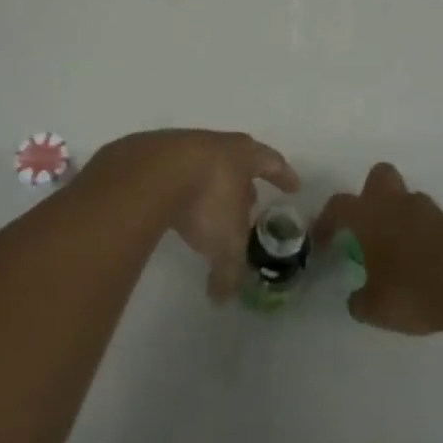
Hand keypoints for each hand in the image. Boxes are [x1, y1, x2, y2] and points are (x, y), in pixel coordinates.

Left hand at [88, 130, 299, 300]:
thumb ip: (229, 271)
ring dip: (209, 186)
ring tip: (207, 209)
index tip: (293, 186)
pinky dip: (179, 189)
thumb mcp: (225, 243)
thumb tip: (222, 299)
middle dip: (244, 183)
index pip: (272, 162)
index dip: (284, 175)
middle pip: (237, 160)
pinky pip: (174, 172)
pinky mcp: (152, 154)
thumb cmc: (205, 200)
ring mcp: (182, 144)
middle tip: (248, 203)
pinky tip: (173, 206)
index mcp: (244, 156)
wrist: (149, 173)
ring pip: (204, 165)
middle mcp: (216, 144)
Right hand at [313, 162, 442, 334]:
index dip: (326, 220)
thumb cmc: (412, 292)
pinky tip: (424, 266)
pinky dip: (423, 237)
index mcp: (371, 215)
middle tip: (368, 225)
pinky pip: (430, 223)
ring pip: (408, 200)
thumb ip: (359, 300)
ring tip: (398, 254)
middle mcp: (398, 204)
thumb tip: (356, 299)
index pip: (339, 205)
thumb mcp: (374, 308)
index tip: (322, 240)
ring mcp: (430, 211)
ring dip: (400, 218)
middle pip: (379, 176)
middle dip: (370, 194)